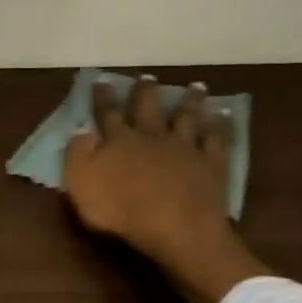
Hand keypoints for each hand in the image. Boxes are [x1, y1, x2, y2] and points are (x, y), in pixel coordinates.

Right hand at [63, 76, 267, 302]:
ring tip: (195, 86)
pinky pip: (216, 139)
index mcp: (119, 141)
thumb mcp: (81, 184)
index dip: (103, 98)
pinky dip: (220, 125)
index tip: (102, 81)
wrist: (174, 225)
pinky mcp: (210, 164)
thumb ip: (77, 155)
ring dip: (190, 101)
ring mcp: (185, 148)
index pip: (108, 114)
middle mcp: (153, 136)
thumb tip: (80, 131)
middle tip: (147, 77)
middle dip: (146, 92)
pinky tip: (223, 115)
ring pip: (187, 117)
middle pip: (149, 109)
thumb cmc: (120, 209)